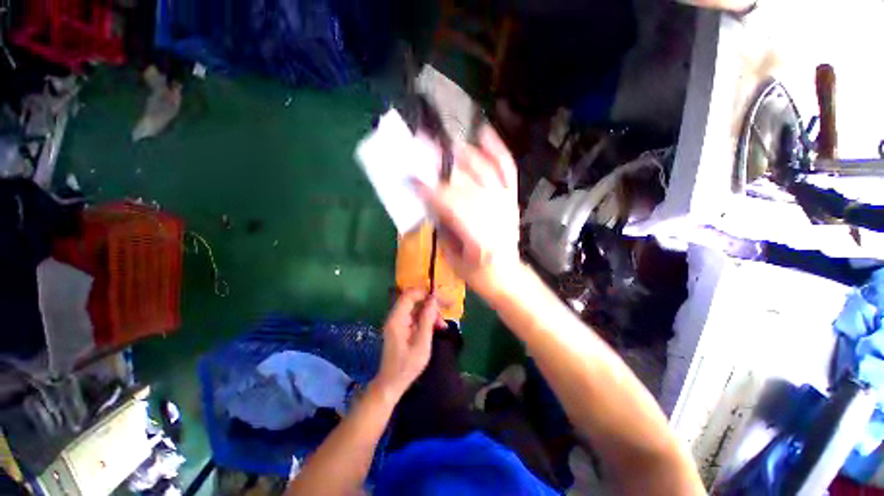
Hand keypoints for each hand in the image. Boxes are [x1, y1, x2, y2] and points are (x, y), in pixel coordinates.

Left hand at [372, 290, 443, 399]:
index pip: (409, 295)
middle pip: (414, 301)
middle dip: (430, 305)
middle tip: (444, 315)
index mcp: (397, 319)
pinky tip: (436, 328)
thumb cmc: (407, 366)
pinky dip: (426, 320)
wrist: (391, 384)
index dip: (424, 293)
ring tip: (442, 326)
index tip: (439, 299)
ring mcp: (398, 322)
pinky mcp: (401, 328)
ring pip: (416, 309)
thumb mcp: (421, 343)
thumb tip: (433, 300)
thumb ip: (427, 319)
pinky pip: (415, 317)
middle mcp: (395, 317)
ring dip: (430, 314)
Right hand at [414, 125, 520, 299]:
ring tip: (444, 141)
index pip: (450, 205)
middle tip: (421, 146)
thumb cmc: (476, 272)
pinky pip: (506, 168)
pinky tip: (483, 133)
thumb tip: (430, 199)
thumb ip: (441, 225)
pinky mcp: (512, 198)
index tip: (410, 178)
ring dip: (463, 153)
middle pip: (466, 182)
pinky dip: (496, 149)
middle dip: (441, 164)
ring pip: (484, 170)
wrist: (506, 275)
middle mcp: (495, 215)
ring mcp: (506, 203)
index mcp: (478, 236)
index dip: (429, 190)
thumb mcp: (451, 256)